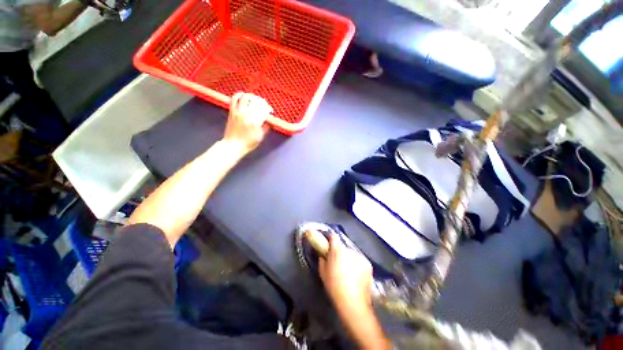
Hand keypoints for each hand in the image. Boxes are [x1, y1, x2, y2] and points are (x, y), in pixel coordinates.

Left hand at [222, 92, 271, 156]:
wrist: (233, 145)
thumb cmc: (248, 143)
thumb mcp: (260, 137)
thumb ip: (265, 128)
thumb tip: (269, 121)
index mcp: (256, 122)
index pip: (264, 110)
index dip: (268, 109)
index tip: (270, 111)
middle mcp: (247, 115)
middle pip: (256, 102)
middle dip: (262, 102)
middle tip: (264, 105)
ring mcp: (238, 112)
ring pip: (246, 98)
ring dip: (252, 97)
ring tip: (255, 99)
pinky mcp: (232, 111)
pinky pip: (234, 99)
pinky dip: (239, 95)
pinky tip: (243, 95)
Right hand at [319, 234, 372, 310]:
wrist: (353, 302)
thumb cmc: (334, 287)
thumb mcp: (322, 272)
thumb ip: (322, 258)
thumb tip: (323, 253)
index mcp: (337, 250)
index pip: (334, 236)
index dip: (330, 240)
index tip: (328, 245)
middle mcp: (350, 250)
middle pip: (343, 247)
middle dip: (340, 252)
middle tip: (338, 263)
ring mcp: (360, 256)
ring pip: (352, 254)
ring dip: (349, 258)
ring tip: (348, 271)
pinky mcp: (368, 264)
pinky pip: (359, 260)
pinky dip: (357, 265)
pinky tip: (356, 275)